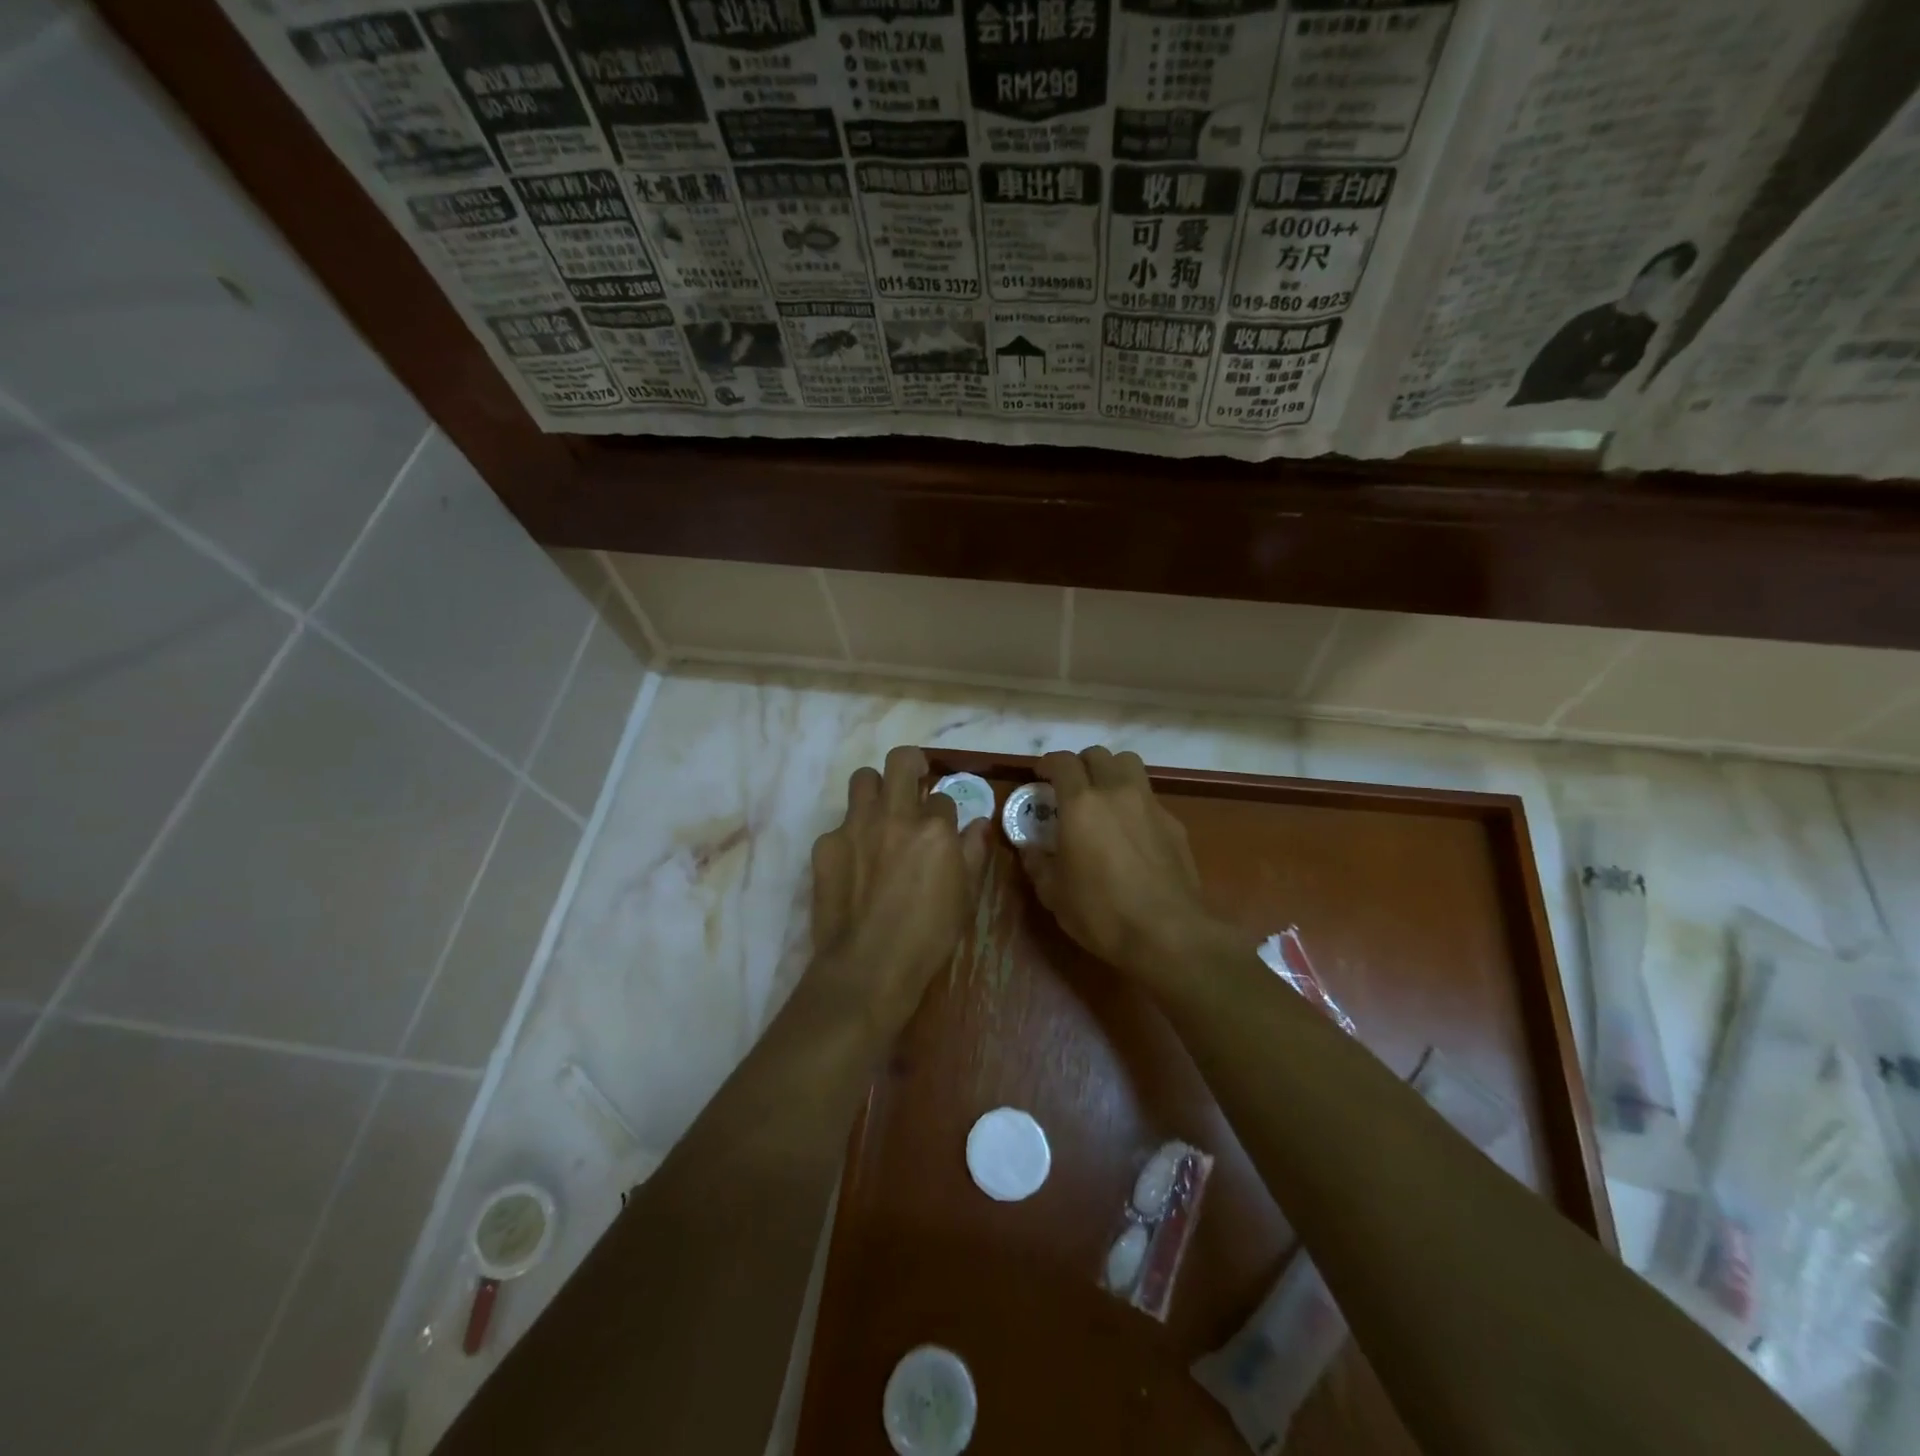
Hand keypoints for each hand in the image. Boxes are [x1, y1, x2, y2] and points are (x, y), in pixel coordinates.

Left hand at [808, 745, 989, 1034]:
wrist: (869, 965)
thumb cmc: (928, 935)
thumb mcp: (967, 895)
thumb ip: (974, 852)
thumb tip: (980, 824)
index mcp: (935, 827)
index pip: (942, 796)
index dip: (944, 810)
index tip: (943, 825)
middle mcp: (894, 815)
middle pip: (900, 760)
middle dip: (910, 765)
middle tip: (913, 782)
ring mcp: (855, 826)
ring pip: (862, 779)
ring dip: (876, 790)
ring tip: (880, 814)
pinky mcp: (826, 844)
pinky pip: (840, 824)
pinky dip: (851, 836)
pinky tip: (854, 864)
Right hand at [1019, 747, 1219, 980]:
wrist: (1169, 933)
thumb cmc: (1101, 912)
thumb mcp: (1054, 894)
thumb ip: (1037, 863)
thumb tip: (1028, 848)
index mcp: (1081, 804)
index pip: (1063, 762)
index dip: (1048, 764)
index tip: (1040, 776)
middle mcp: (1116, 792)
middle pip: (1098, 755)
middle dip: (1080, 765)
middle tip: (1070, 788)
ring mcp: (1150, 805)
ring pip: (1129, 764)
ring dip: (1111, 771)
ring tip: (1103, 797)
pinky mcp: (1174, 823)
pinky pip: (1149, 796)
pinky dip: (1134, 801)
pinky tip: (1131, 831)